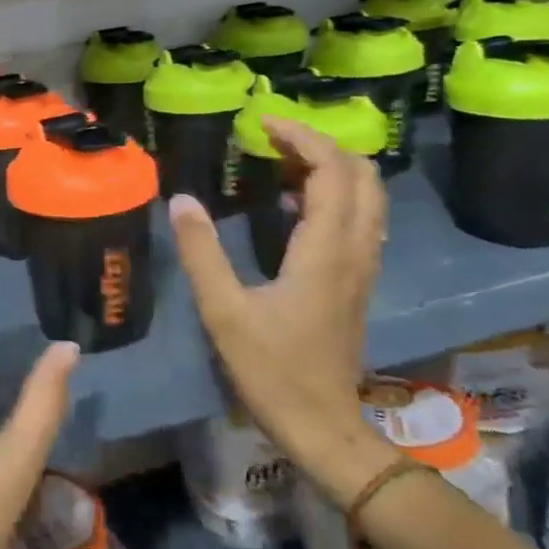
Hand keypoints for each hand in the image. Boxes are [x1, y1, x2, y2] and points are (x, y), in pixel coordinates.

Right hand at [170, 117, 399, 505]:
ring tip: (280, 162)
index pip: (331, 172)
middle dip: (322, 145)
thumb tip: (181, 199)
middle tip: (273, 138)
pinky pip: (358, 220)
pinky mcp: (356, 282)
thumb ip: (201, 252)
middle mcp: (354, 251)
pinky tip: (292, 205)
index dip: (302, 137)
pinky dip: (333, 195)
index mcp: (325, 251)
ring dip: (330, 168)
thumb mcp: (224, 311)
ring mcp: (361, 268)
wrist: (322, 426)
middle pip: (362, 176)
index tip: (262, 122)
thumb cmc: (271, 369)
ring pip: (366, 197)